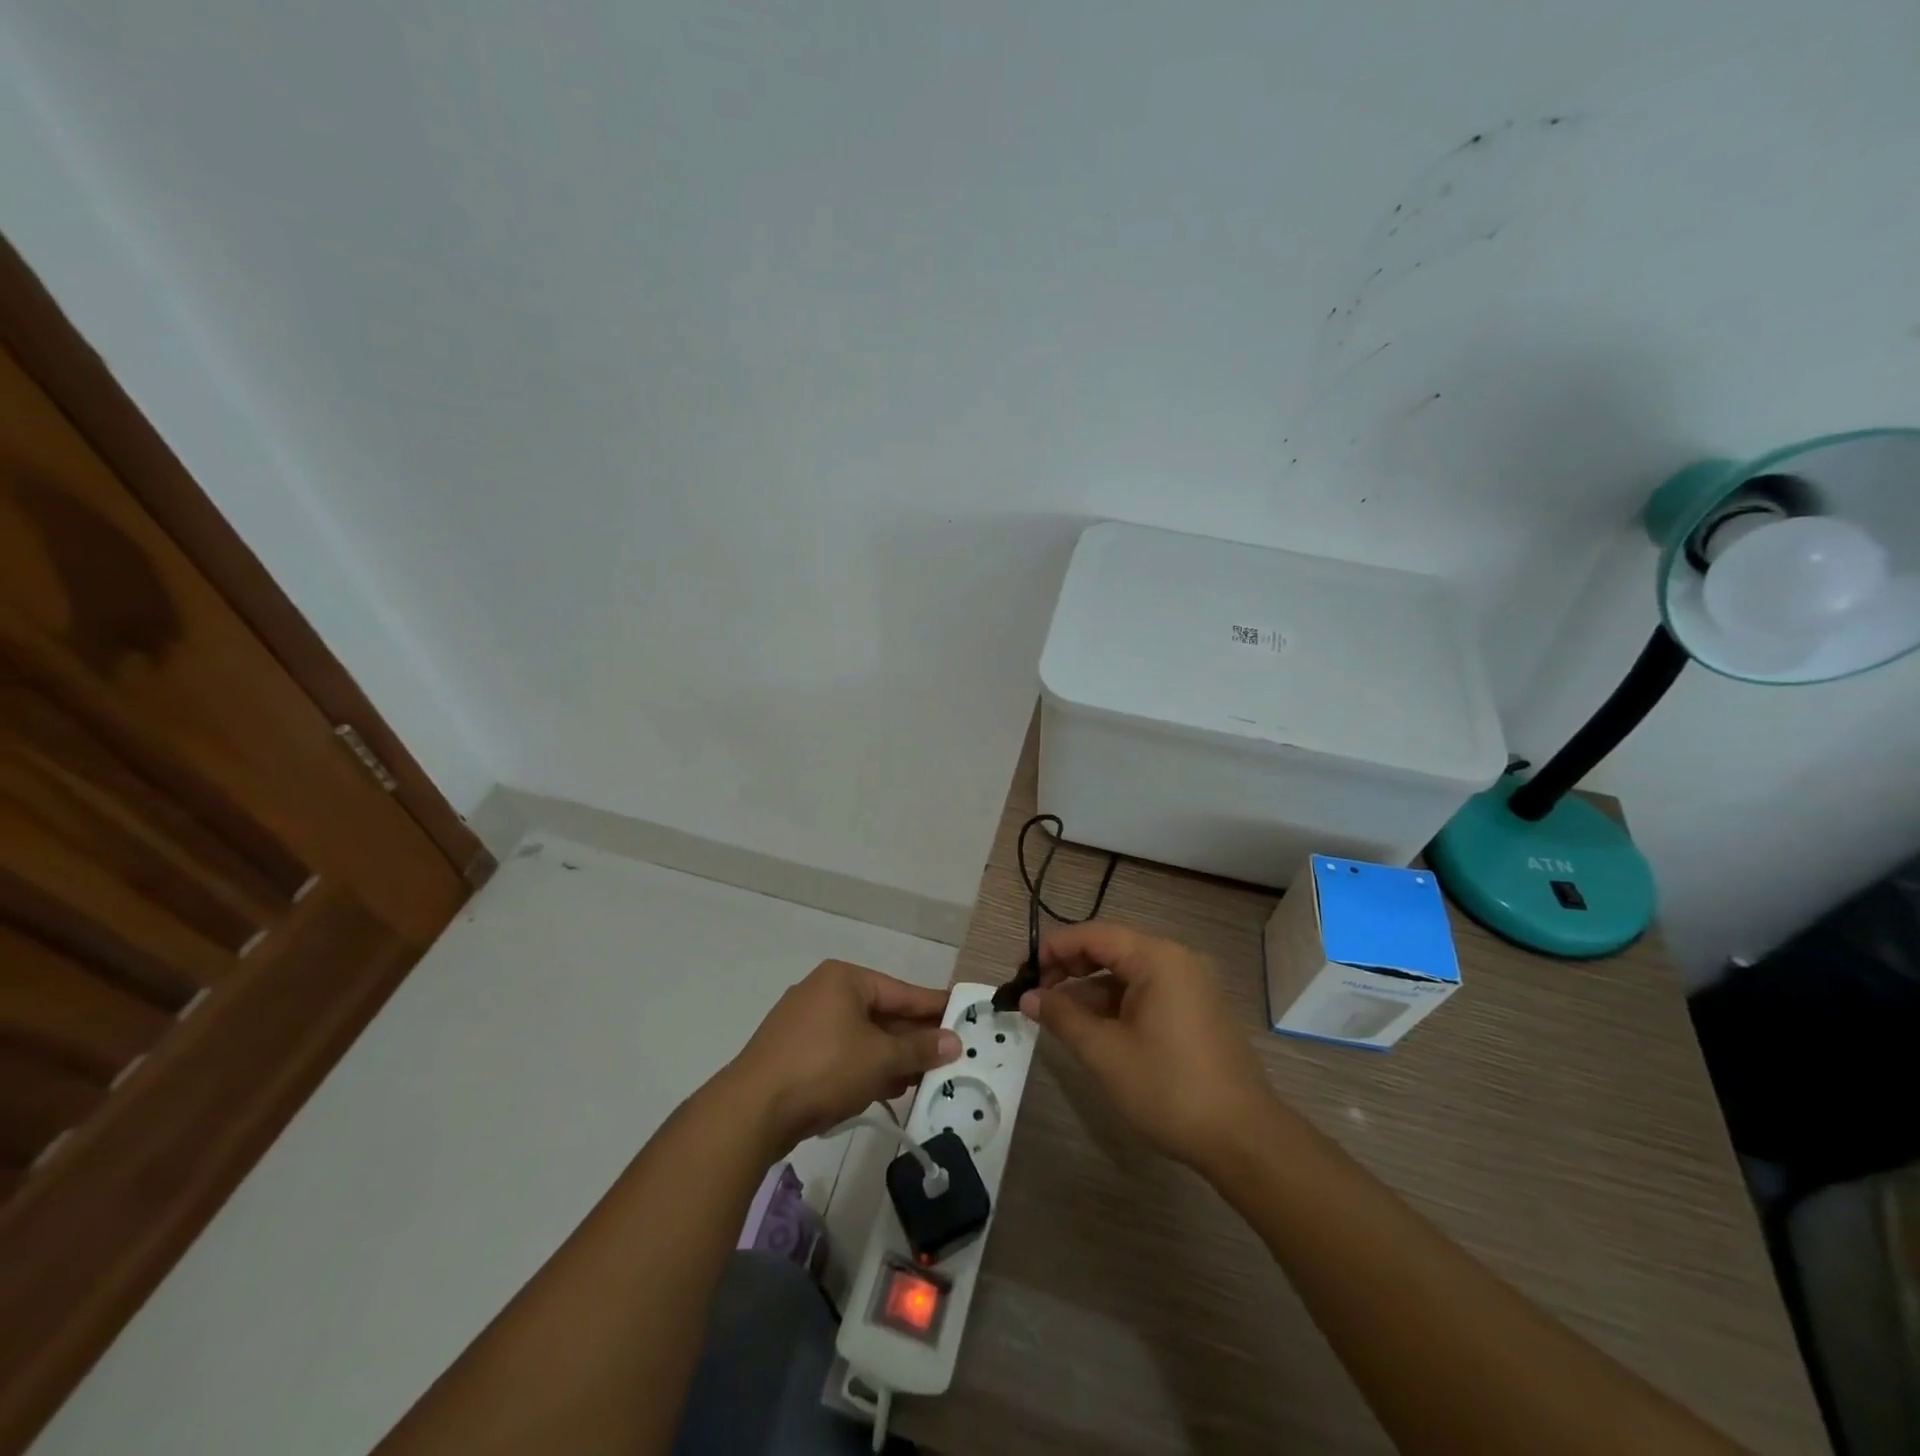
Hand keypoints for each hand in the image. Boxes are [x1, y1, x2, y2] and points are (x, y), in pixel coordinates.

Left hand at [725, 960, 959, 1154]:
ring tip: (926, 1077)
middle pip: (881, 1013)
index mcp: (844, 980)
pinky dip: (866, 1068)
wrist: (752, 1111)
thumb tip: (953, 1041)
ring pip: (861, 1037)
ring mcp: (804, 1024)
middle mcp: (823, 993)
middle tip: (949, 1054)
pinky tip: (889, 1088)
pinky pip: (841, 1054)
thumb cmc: (824, 1068)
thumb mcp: (880, 1058)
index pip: (901, 991)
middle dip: (913, 1037)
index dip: (933, 1006)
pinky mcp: (793, 1054)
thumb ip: (919, 1049)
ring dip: (892, 1057)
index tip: (962, 1013)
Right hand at [1020, 923, 1275, 1169]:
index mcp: (1157, 958)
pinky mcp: (1195, 1009)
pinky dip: (1115, 1004)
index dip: (1053, 948)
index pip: (1093, 934)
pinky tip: (1092, 1028)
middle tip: (1036, 994)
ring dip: (1090, 989)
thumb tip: (1028, 997)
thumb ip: (1062, 1016)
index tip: (1023, 973)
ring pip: (1126, 973)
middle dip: (1069, 967)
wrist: (1243, 1139)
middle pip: (1111, 948)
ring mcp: (1190, 985)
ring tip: (1056, 1016)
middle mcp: (1176, 960)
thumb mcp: (1105, 1053)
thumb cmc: (1169, 1088)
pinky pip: (1145, 992)